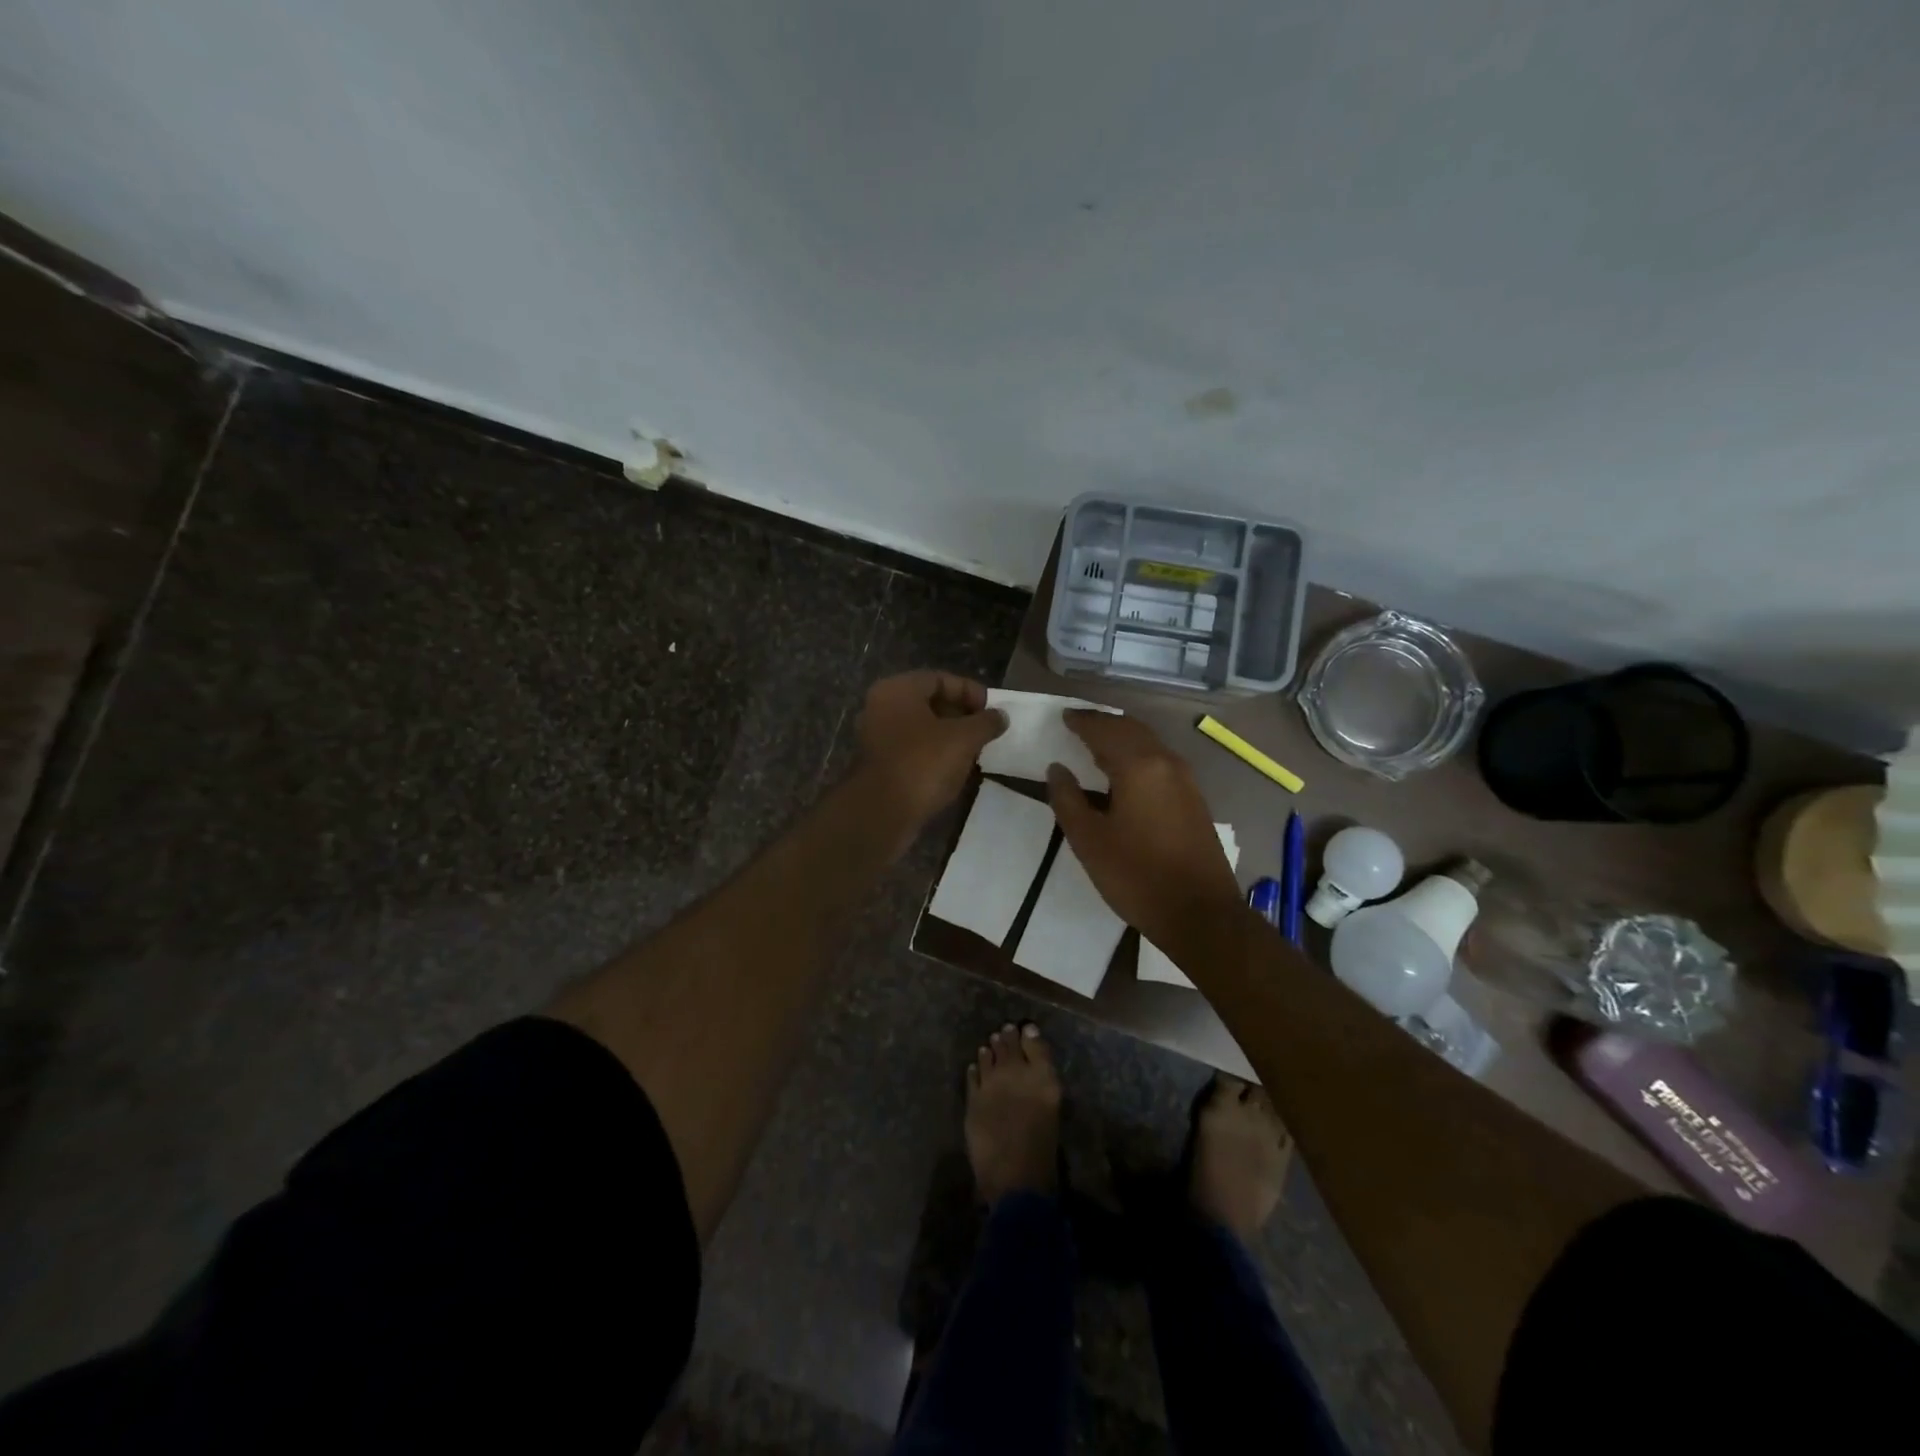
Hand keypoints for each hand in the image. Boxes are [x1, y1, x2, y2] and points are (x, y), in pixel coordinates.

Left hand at [855, 671, 1006, 825]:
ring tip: (976, 751)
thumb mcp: (963, 739)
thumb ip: (985, 723)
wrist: (881, 813)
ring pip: (921, 729)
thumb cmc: (922, 764)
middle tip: (986, 731)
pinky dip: (934, 755)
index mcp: (897, 690)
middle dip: (961, 715)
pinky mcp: (880, 765)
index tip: (992, 710)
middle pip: (929, 703)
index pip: (940, 678)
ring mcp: (877, 737)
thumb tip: (1001, 716)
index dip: (970, 691)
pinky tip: (955, 770)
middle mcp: (881, 708)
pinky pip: (913, 750)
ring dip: (949, 737)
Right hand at [1046, 711, 1242, 947]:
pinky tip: (1125, 774)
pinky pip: (1160, 762)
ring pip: (1149, 745)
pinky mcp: (1194, 800)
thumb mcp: (1089, 840)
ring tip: (1097, 746)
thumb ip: (1068, 799)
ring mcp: (1186, 781)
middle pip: (1131, 730)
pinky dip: (1138, 756)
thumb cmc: (1136, 876)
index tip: (1064, 717)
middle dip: (1104, 724)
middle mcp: (1166, 763)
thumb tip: (1057, 769)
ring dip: (1123, 739)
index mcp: (1139, 766)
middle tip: (1079, 725)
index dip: (1082, 722)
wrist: (1200, 914)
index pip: (1105, 730)